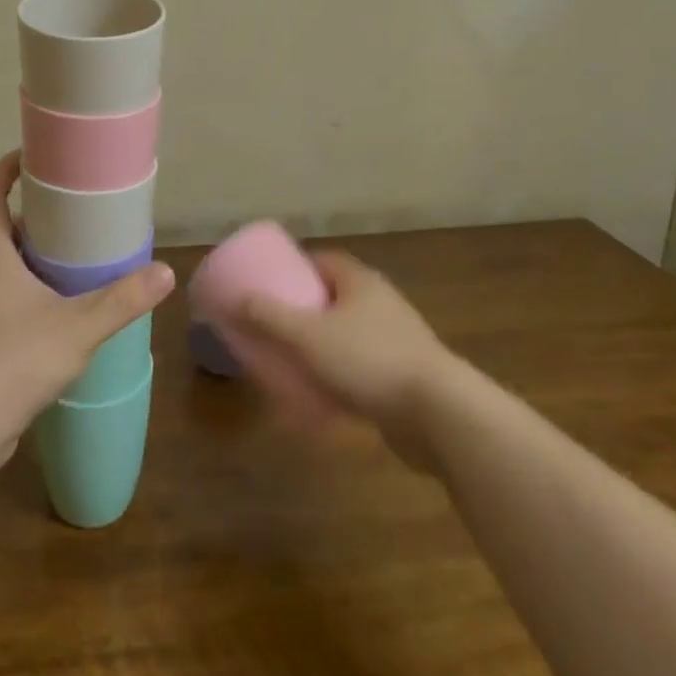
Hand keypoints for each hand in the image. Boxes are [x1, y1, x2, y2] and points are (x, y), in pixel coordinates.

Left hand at [0, 151, 173, 476]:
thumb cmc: (10, 361)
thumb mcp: (76, 327)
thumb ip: (121, 300)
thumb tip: (165, 272)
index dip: (4, 172)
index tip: (29, 155)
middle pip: (0, 233)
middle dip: (32, 218)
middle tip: (73, 212)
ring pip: (5, 272)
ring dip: (34, 260)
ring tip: (76, 260)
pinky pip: (8, 306)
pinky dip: (32, 297)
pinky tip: (63, 315)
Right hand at [229, 250, 452, 470]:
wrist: (440, 415)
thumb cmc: (369, 360)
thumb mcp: (308, 335)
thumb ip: (268, 316)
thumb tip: (235, 299)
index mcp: (360, 282)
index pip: (323, 260)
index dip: (295, 268)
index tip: (270, 283)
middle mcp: (382, 304)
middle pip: (335, 297)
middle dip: (304, 310)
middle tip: (273, 325)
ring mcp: (398, 341)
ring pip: (349, 335)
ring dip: (322, 346)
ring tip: (291, 361)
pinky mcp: (406, 377)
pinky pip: (363, 369)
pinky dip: (340, 377)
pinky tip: (321, 398)